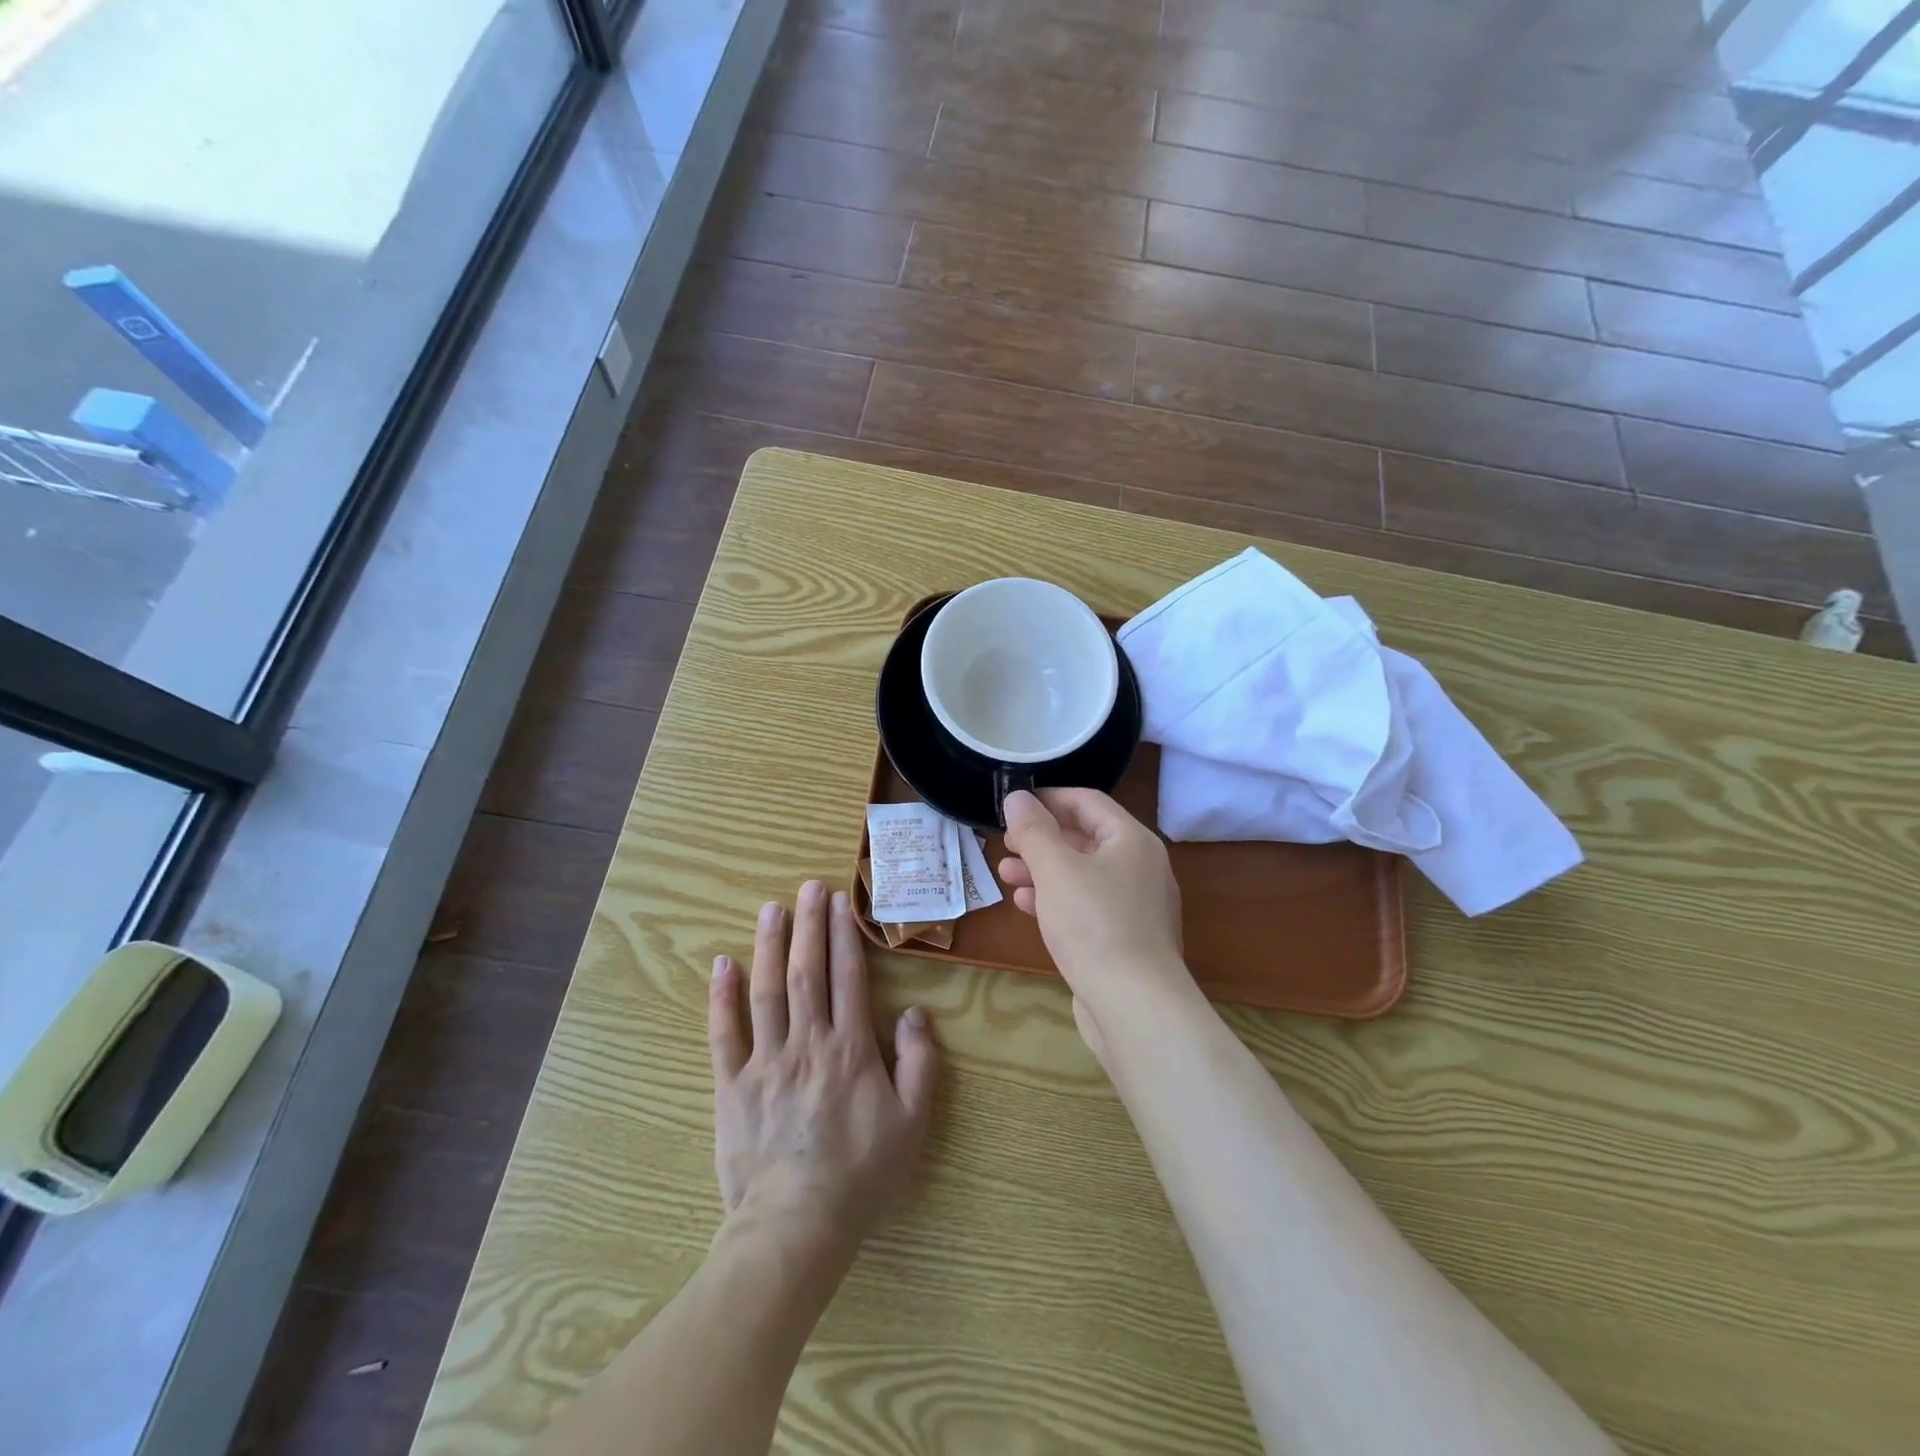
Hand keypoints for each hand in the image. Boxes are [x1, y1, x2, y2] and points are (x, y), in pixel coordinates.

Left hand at [708, 880, 937, 1250]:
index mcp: (850, 1048)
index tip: (841, 901)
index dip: (844, 935)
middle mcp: (807, 1042)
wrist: (796, 1226)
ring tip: (771, 909)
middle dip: (809, 925)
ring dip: (769, 946)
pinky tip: (723, 964)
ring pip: (767, 990)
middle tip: (809, 887)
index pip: (848, 977)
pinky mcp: (732, 1085)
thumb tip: (914, 1013)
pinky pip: (725, 1033)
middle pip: (807, 971)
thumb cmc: (861, 1174)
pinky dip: (722, 997)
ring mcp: (765, 1061)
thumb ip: (919, 1063)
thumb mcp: (912, 1122)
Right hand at [998, 789, 1197, 1053]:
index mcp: (1133, 840)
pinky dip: (1057, 899)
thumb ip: (1033, 830)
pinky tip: (1026, 906)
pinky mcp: (1126, 938)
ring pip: (1083, 874)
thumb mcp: (1056, 870)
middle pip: (1085, 838)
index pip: (1088, 802)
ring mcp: (1136, 905)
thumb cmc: (1094, 925)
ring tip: (1005, 874)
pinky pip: (1087, 905)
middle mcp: (1141, 867)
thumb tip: (1018, 797)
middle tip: (1005, 843)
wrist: (1134, 1006)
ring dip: (1043, 870)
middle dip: (1041, 839)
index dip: (1048, 798)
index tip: (1013, 805)